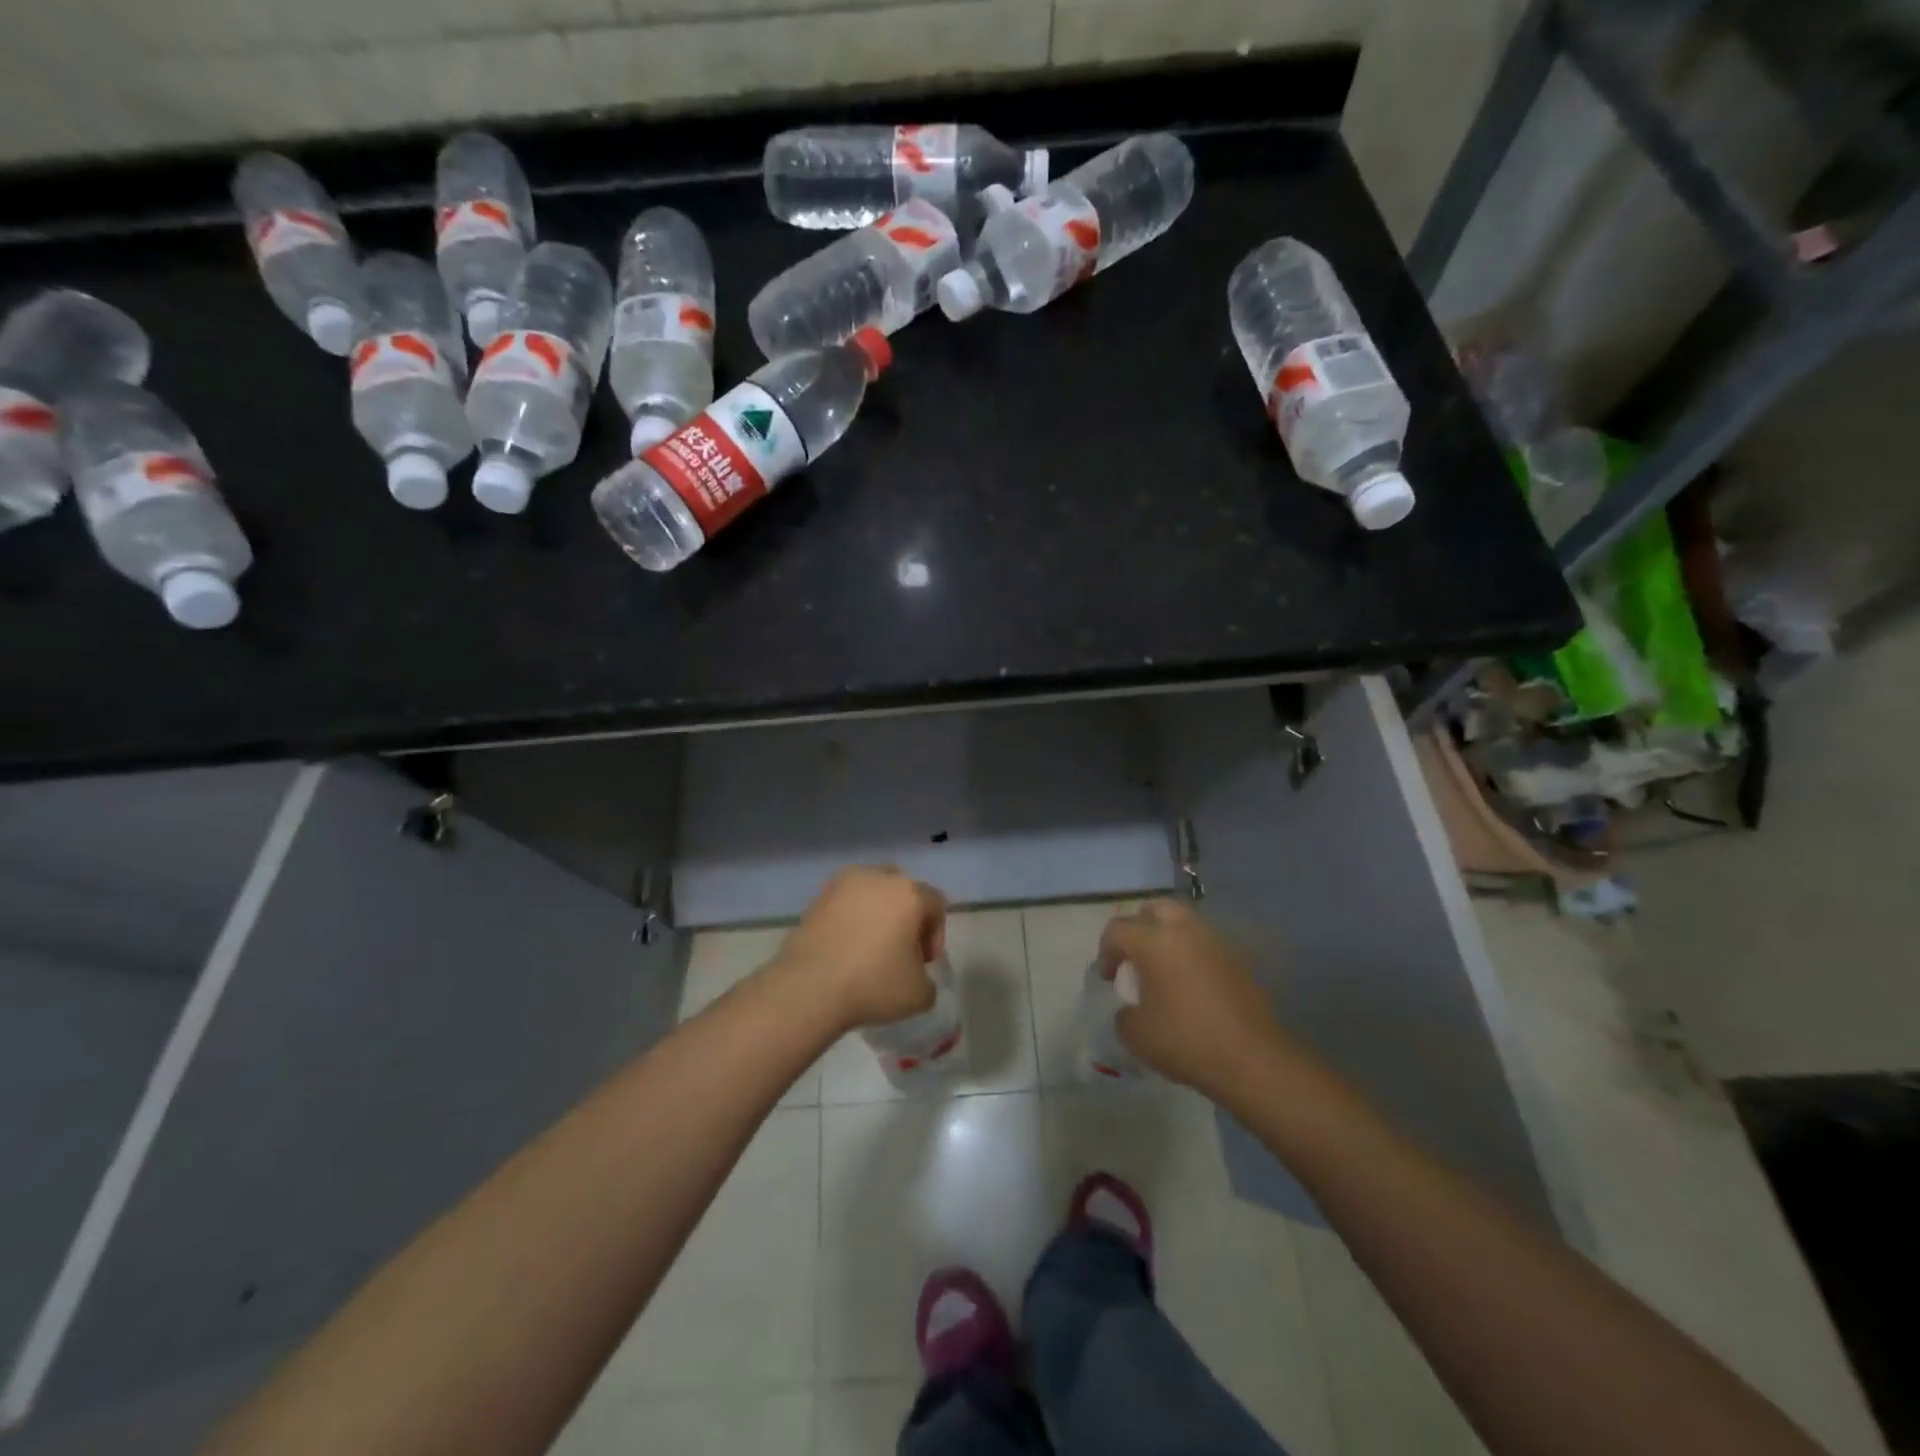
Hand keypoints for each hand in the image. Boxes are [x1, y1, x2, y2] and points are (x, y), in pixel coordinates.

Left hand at [775, 868, 946, 1031]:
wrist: (809, 987)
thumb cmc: (873, 984)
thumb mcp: (919, 994)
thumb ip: (927, 980)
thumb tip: (916, 976)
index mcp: (909, 893)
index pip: (935, 904)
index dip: (936, 935)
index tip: (924, 964)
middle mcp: (877, 877)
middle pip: (902, 890)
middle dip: (906, 916)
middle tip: (901, 950)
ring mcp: (842, 885)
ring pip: (870, 892)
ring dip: (876, 914)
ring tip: (870, 948)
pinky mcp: (816, 899)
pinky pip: (844, 905)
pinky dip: (850, 920)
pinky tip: (845, 949)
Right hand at [1099, 900, 1290, 1099]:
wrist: (1252, 1059)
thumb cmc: (1185, 1040)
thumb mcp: (1136, 1035)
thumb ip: (1124, 1015)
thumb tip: (1131, 1009)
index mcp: (1153, 941)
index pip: (1118, 928)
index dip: (1106, 950)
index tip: (1110, 979)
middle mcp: (1185, 931)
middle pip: (1156, 909)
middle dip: (1141, 927)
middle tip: (1136, 958)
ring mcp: (1216, 943)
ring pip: (1186, 924)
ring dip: (1170, 939)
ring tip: (1165, 971)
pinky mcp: (1239, 961)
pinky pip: (1208, 947)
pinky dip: (1195, 957)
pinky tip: (1193, 986)